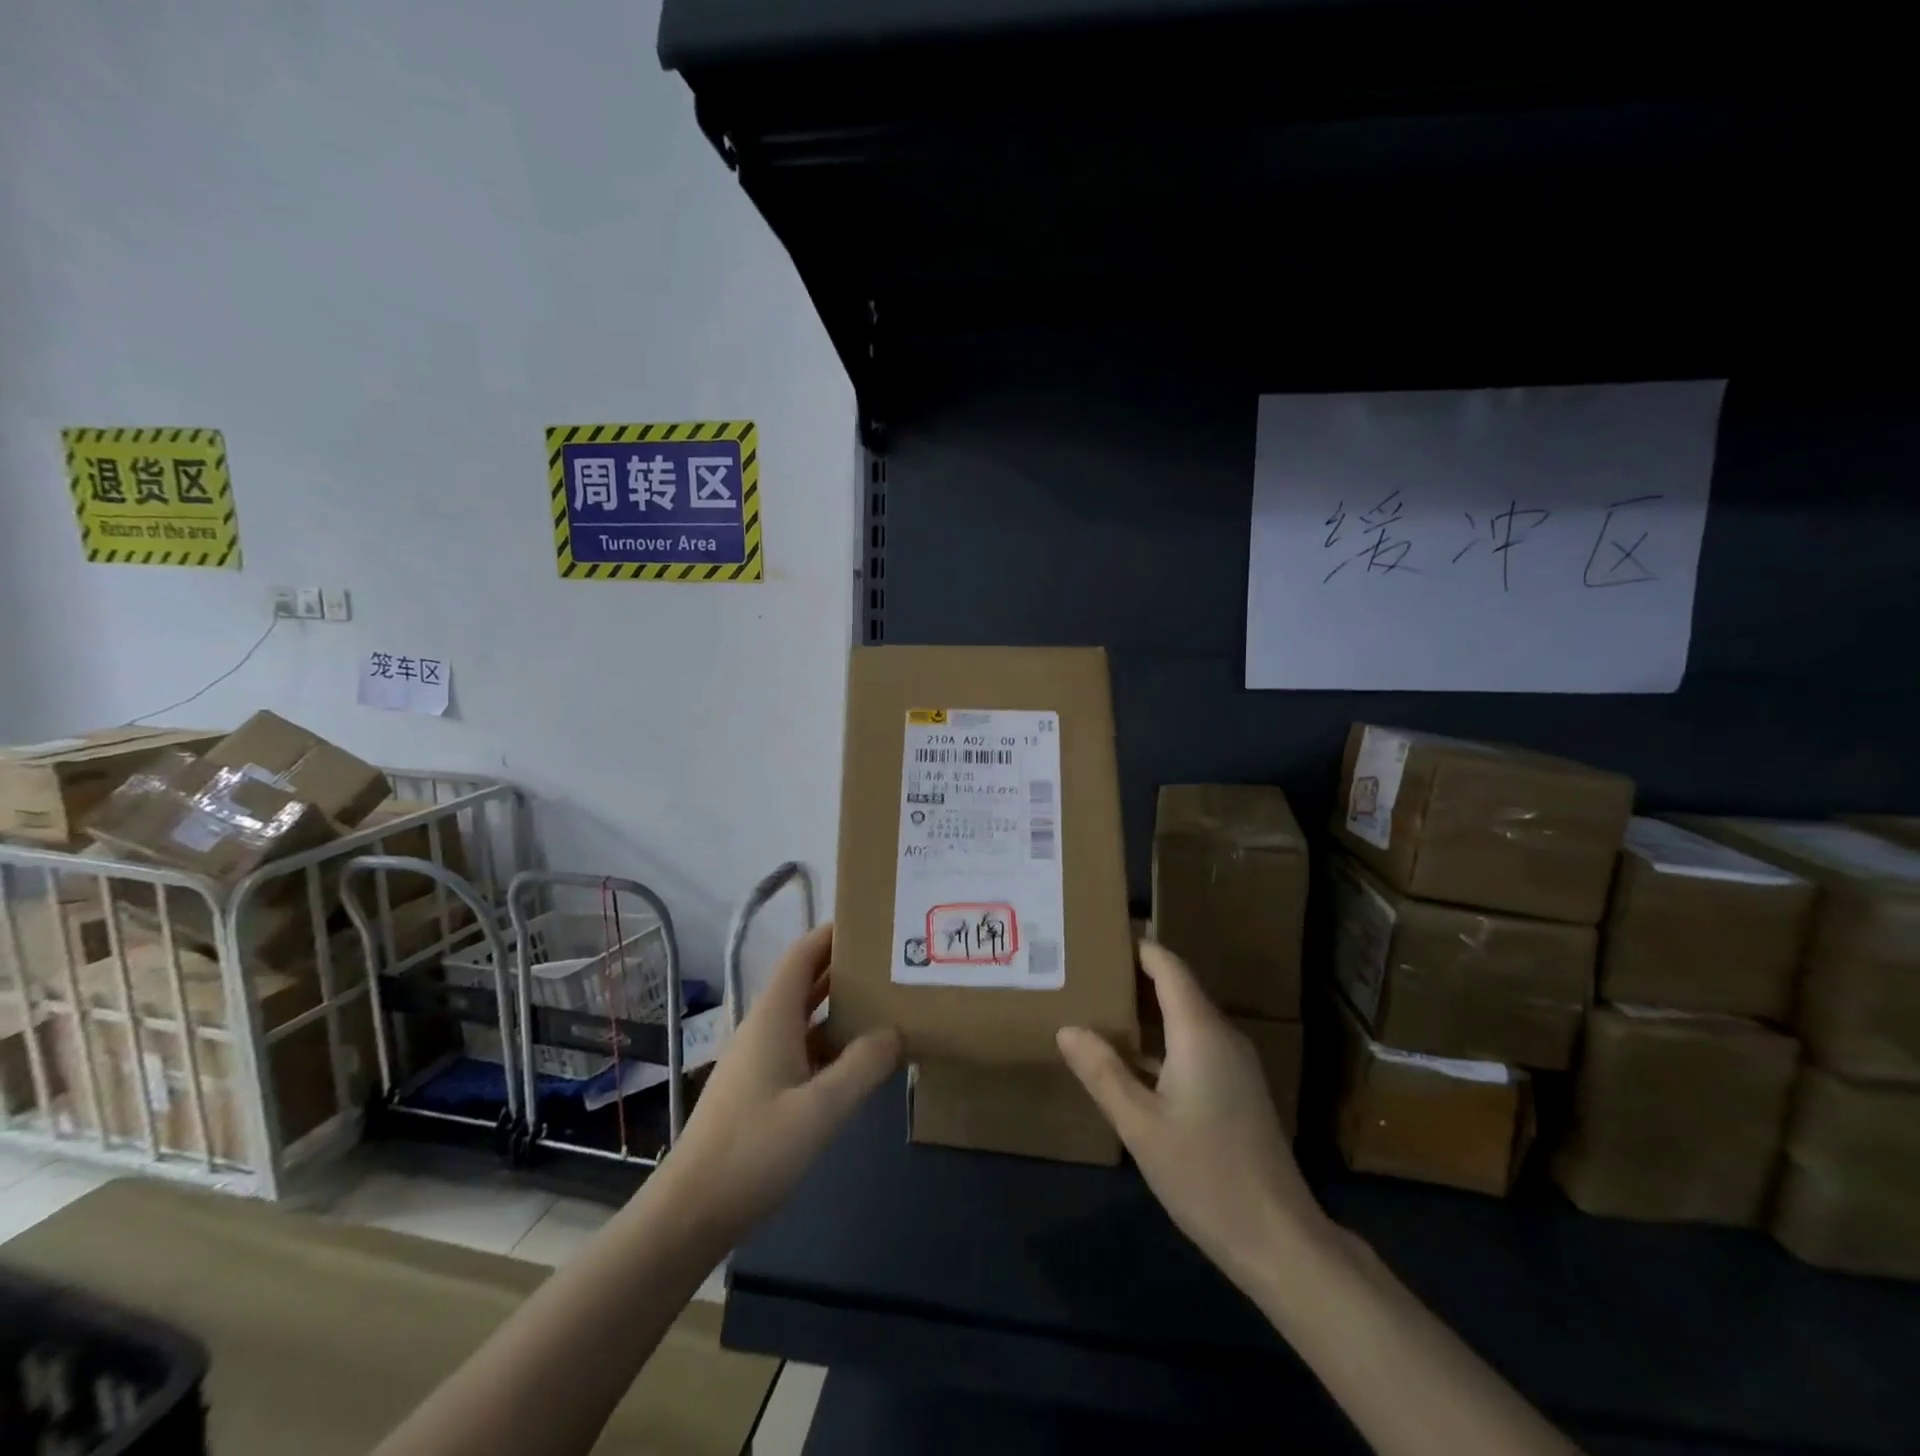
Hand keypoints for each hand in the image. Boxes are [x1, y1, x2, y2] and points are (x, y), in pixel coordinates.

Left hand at [655, 923, 901, 1246]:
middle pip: (806, 981)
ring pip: (806, 1017)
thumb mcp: (820, 1109)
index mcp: (773, 1017)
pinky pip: (802, 1048)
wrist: (691, 1212)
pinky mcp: (760, 1088)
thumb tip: (895, 1032)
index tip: (870, 920)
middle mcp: (764, 1028)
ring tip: (885, 1002)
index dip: (832, 933)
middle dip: (844, 966)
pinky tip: (858, 1059)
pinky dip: (831, 1042)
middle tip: (890, 961)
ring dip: (840, 1006)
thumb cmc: (754, 1150)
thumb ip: (862, 1066)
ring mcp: (760, 1059)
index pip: (803, 954)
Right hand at [1057, 942, 1331, 1291]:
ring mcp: (1234, 1064)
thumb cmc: (1205, 1174)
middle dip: (1132, 977)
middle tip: (1085, 973)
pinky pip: (1194, 1045)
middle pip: (1176, 987)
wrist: (1280, 1240)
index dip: (1136, 946)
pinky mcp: (1237, 1089)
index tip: (1098, 936)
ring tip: (1097, 1009)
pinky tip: (1129, 1061)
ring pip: (1184, 1018)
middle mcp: (1222, 1036)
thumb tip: (1068, 1028)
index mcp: (1200, 1031)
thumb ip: (1103, 1072)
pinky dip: (1160, 1041)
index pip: (1167, 965)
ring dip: (1145, 1012)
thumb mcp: (1140, 1124)